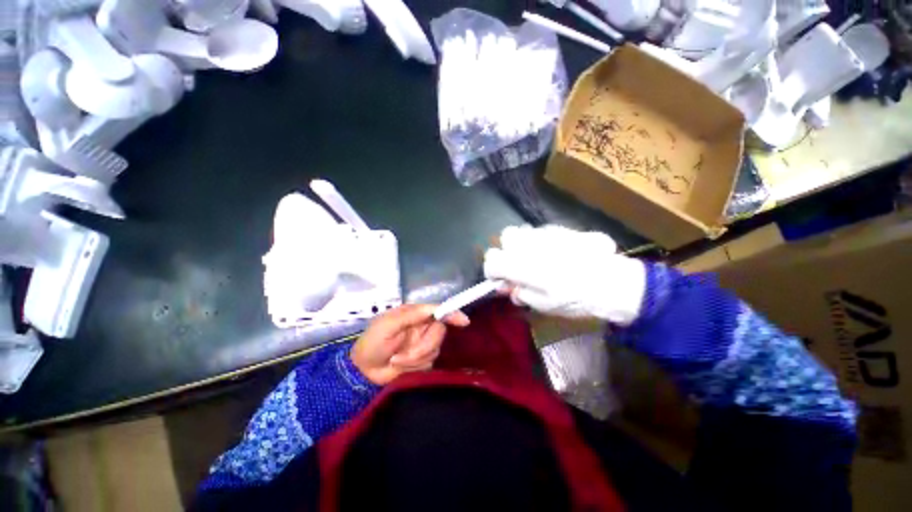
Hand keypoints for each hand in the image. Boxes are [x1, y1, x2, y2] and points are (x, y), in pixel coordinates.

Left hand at [351, 304, 469, 384]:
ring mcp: (423, 344)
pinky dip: (415, 366)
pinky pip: (430, 362)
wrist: (362, 372)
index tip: (464, 322)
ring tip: (397, 360)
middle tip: (403, 355)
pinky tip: (401, 366)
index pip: (438, 311)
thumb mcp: (388, 325)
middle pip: (439, 332)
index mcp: (414, 315)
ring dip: (416, 357)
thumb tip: (437, 309)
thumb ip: (412, 315)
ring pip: (435, 348)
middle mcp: (422, 327)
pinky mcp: (423, 360)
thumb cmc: (372, 343)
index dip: (452, 314)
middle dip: (423, 345)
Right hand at [484, 225, 646, 324]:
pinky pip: (540, 231)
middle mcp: (530, 245)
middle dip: (506, 250)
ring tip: (536, 258)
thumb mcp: (543, 305)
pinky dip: (539, 241)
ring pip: (522, 230)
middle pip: (504, 237)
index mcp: (522, 266)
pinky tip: (554, 252)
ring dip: (522, 244)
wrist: (612, 283)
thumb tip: (507, 286)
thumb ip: (520, 293)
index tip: (501, 279)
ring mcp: (545, 234)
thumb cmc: (575, 299)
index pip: (492, 260)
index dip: (492, 270)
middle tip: (518, 265)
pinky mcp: (560, 229)